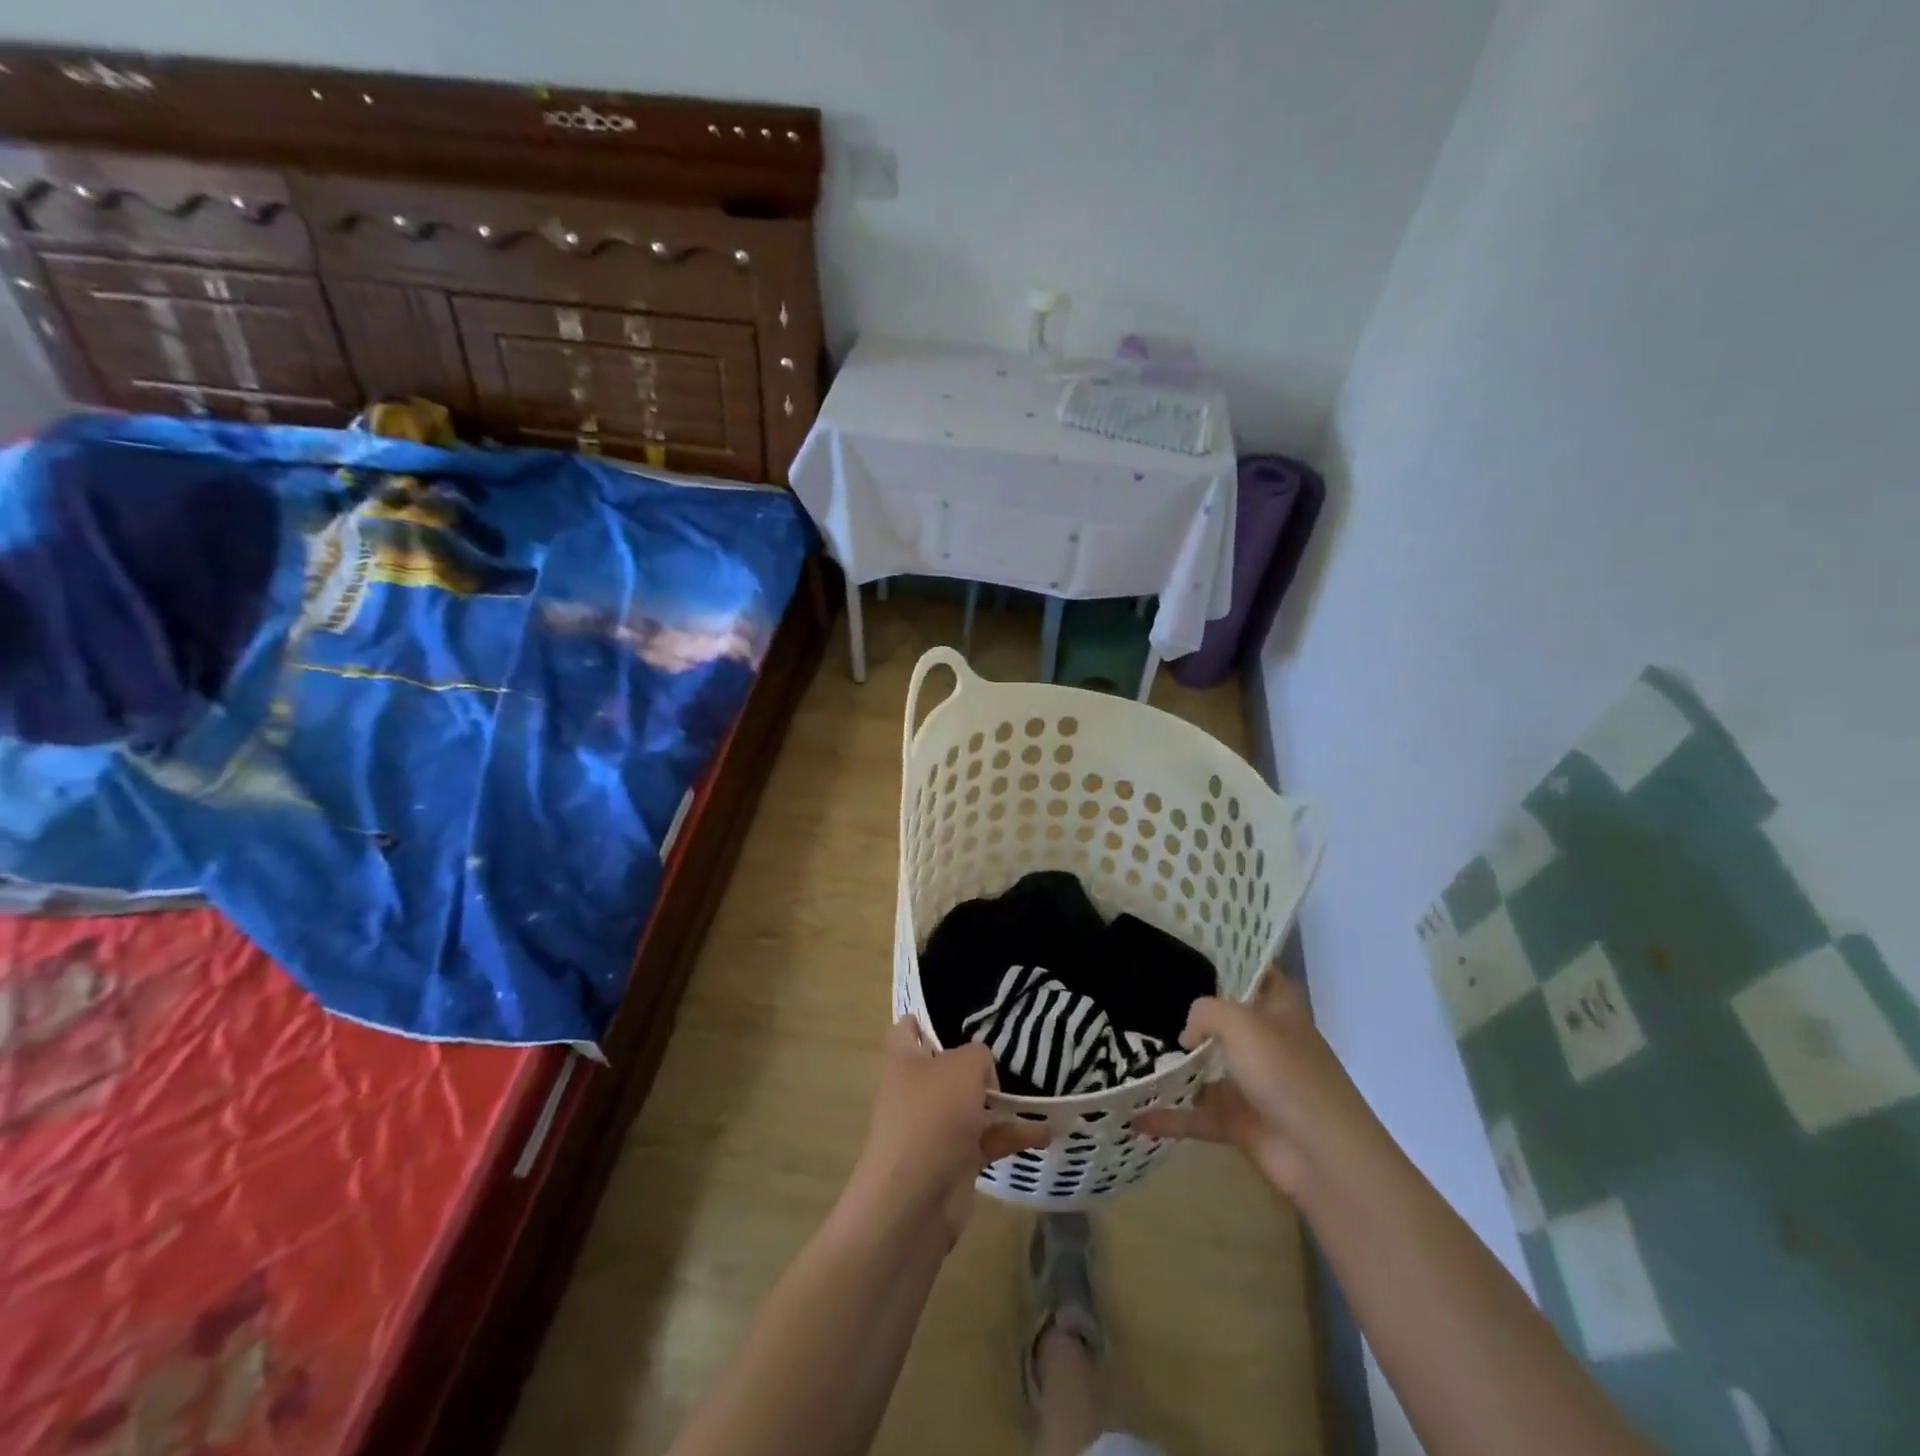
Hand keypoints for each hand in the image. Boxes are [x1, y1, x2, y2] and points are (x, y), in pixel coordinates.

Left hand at [845, 1017, 1049, 1242]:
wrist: (912, 1204)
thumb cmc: (931, 1118)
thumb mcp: (962, 1067)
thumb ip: (978, 1055)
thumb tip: (983, 1072)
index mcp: (903, 1059)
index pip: (910, 1028)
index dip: (931, 1018)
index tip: (966, 1015)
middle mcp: (916, 1089)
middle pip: (948, 1066)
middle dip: (978, 1062)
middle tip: (1015, 1050)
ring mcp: (935, 1127)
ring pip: (972, 1105)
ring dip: (1003, 1102)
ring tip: (1041, 1090)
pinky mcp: (954, 1161)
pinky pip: (988, 1140)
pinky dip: (1014, 1136)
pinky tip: (1047, 1132)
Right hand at [1131, 974, 1374, 1200]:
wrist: (1321, 1155)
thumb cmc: (1285, 1073)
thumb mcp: (1241, 1023)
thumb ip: (1205, 1012)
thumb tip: (1186, 1036)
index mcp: (1279, 1010)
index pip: (1260, 973)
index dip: (1234, 959)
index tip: (1194, 947)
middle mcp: (1266, 1042)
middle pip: (1226, 1019)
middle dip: (1191, 1010)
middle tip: (1145, 992)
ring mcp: (1252, 1084)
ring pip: (1207, 1067)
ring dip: (1176, 1064)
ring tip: (1131, 1049)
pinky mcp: (1239, 1122)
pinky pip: (1196, 1115)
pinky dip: (1169, 1118)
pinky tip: (1134, 1117)